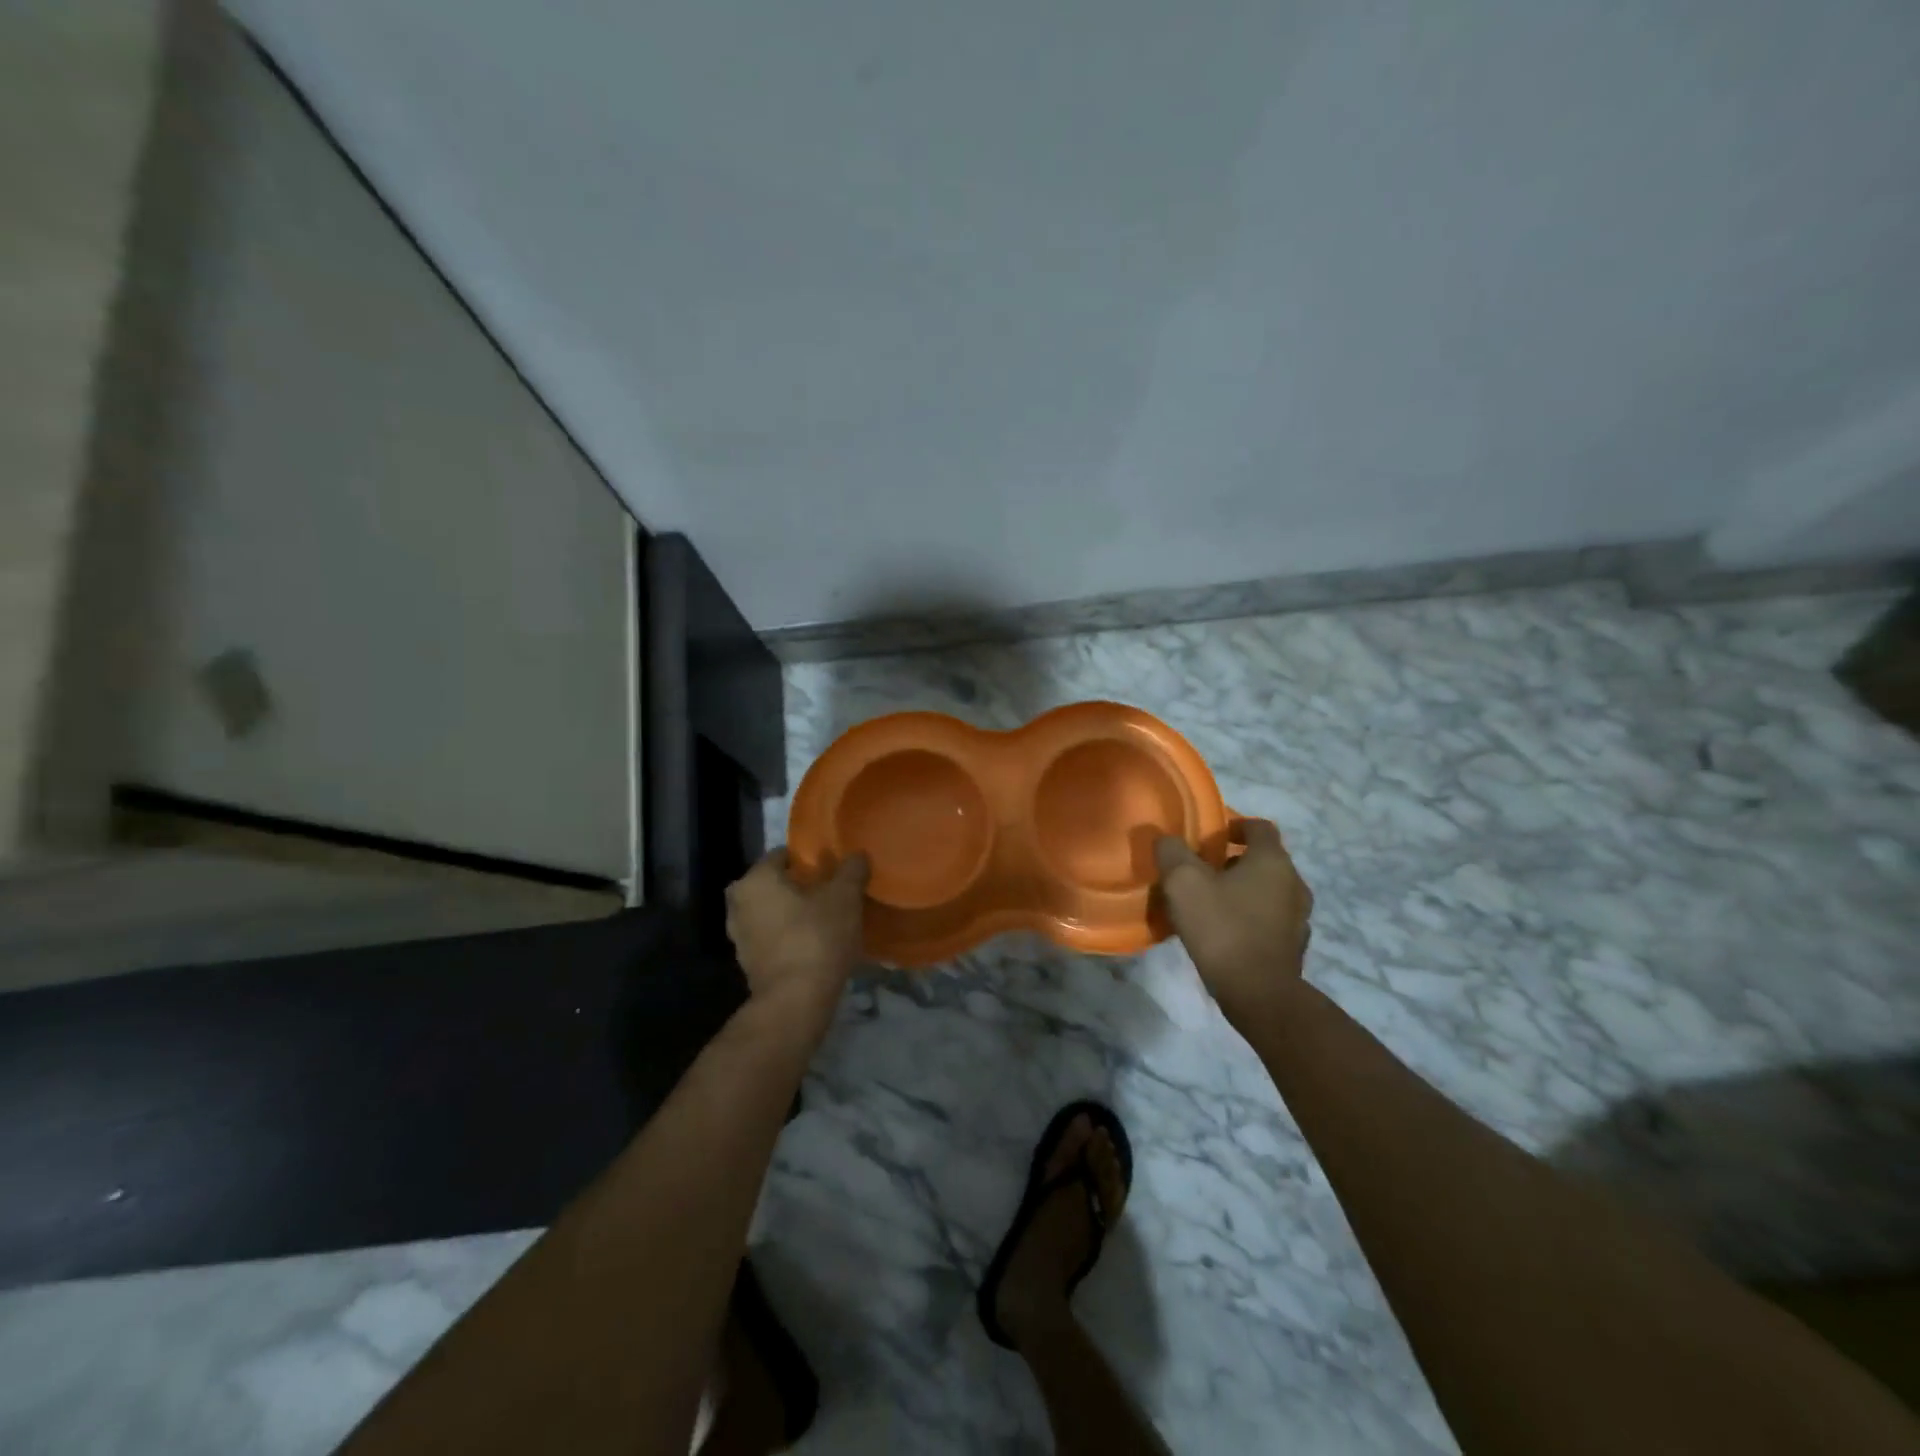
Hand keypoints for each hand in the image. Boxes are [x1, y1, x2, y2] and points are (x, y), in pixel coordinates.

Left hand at [725, 847, 869, 1031]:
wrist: (795, 1001)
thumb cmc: (816, 937)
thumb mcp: (844, 897)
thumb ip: (851, 870)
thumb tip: (858, 855)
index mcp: (755, 879)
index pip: (782, 855)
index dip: (808, 859)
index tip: (831, 868)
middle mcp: (738, 903)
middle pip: (773, 884)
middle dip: (798, 886)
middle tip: (829, 892)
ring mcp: (738, 936)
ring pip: (770, 912)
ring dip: (791, 913)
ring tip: (824, 918)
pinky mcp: (747, 963)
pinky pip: (770, 938)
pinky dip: (787, 936)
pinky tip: (813, 942)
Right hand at [1155, 819, 1312, 1028]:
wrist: (1259, 994)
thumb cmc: (1222, 927)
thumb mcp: (1183, 882)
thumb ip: (1172, 852)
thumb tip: (1166, 838)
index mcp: (1272, 860)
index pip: (1259, 827)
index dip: (1234, 825)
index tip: (1211, 837)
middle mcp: (1294, 882)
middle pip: (1264, 859)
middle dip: (1234, 861)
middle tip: (1202, 870)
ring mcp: (1299, 917)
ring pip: (1268, 890)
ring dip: (1243, 890)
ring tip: (1211, 902)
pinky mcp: (1294, 946)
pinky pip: (1270, 918)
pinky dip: (1251, 916)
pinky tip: (1226, 932)